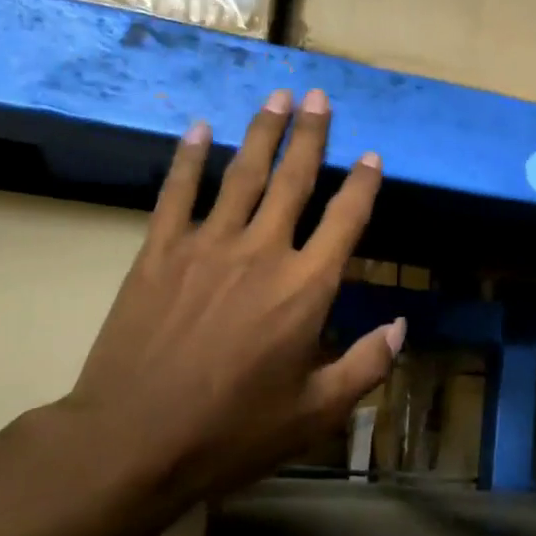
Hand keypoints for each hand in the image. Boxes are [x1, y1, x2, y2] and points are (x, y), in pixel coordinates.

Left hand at [39, 89, 402, 530]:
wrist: (134, 439)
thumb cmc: (232, 431)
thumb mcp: (315, 413)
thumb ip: (365, 366)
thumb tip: (402, 326)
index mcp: (305, 289)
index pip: (345, 221)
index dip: (362, 185)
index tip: (371, 156)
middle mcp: (262, 252)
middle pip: (293, 179)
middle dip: (310, 134)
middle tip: (318, 95)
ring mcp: (206, 246)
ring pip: (241, 175)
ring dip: (261, 132)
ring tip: (276, 96)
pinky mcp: (158, 252)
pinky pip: (177, 193)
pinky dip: (188, 159)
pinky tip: (197, 129)